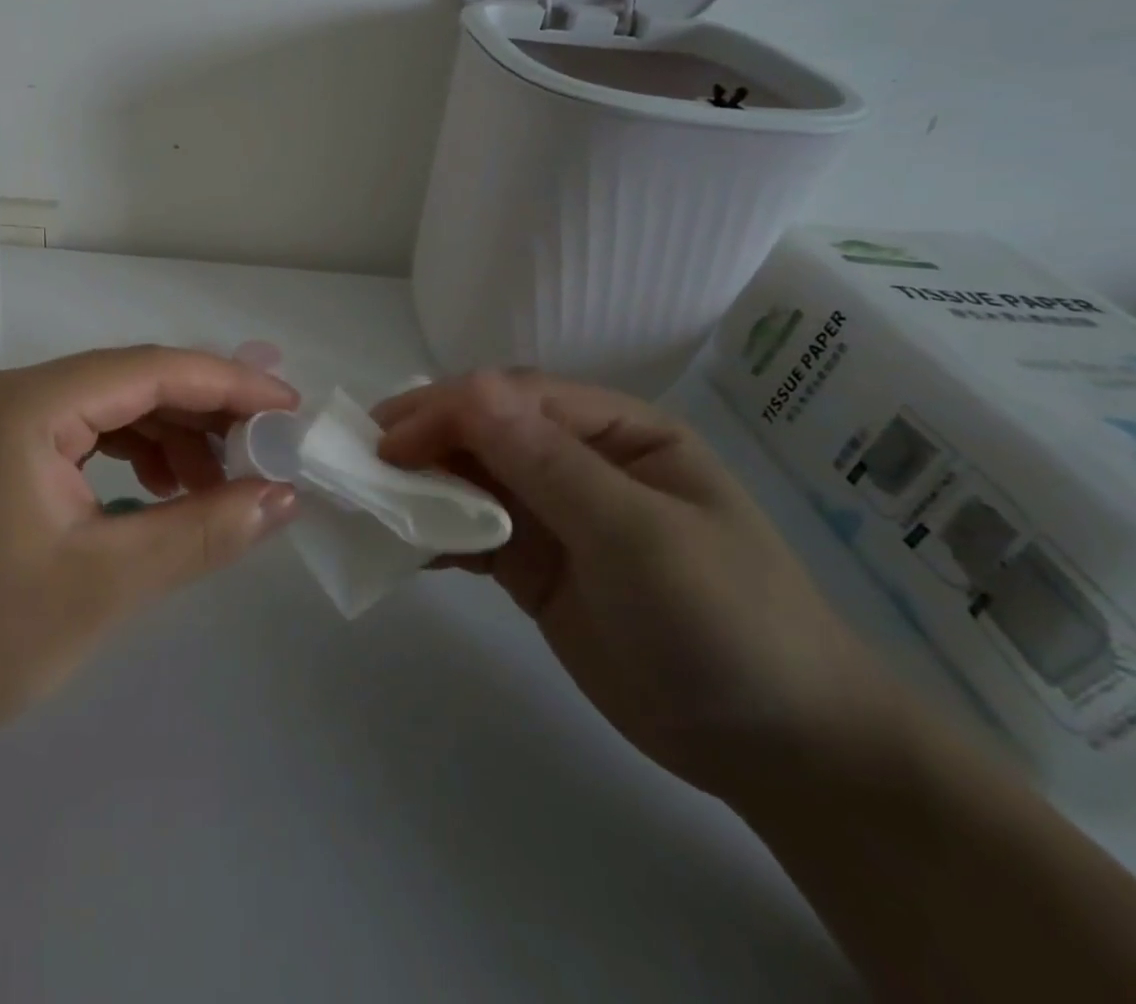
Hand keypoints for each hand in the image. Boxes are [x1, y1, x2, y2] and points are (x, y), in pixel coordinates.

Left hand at [0, 347, 299, 746]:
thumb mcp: (106, 584)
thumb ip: (203, 531)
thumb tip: (283, 495)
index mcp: (26, 405)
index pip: (150, 369)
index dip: (229, 384)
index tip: (289, 408)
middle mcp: (8, 394)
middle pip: (128, 381)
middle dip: (202, 413)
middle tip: (264, 455)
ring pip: (105, 409)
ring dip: (166, 439)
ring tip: (215, 488)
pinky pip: (76, 437)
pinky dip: (126, 458)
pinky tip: (157, 496)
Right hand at [373, 371, 897, 801]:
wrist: (779, 752)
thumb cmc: (725, 623)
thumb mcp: (638, 537)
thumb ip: (549, 463)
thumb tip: (470, 387)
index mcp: (615, 431)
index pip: (514, 399)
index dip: (447, 410)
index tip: (389, 442)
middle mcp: (577, 460)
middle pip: (483, 431)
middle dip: (422, 440)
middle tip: (361, 462)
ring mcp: (552, 514)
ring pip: (468, 478)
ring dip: (418, 485)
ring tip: (367, 499)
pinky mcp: (532, 563)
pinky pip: (469, 532)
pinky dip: (431, 534)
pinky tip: (399, 545)